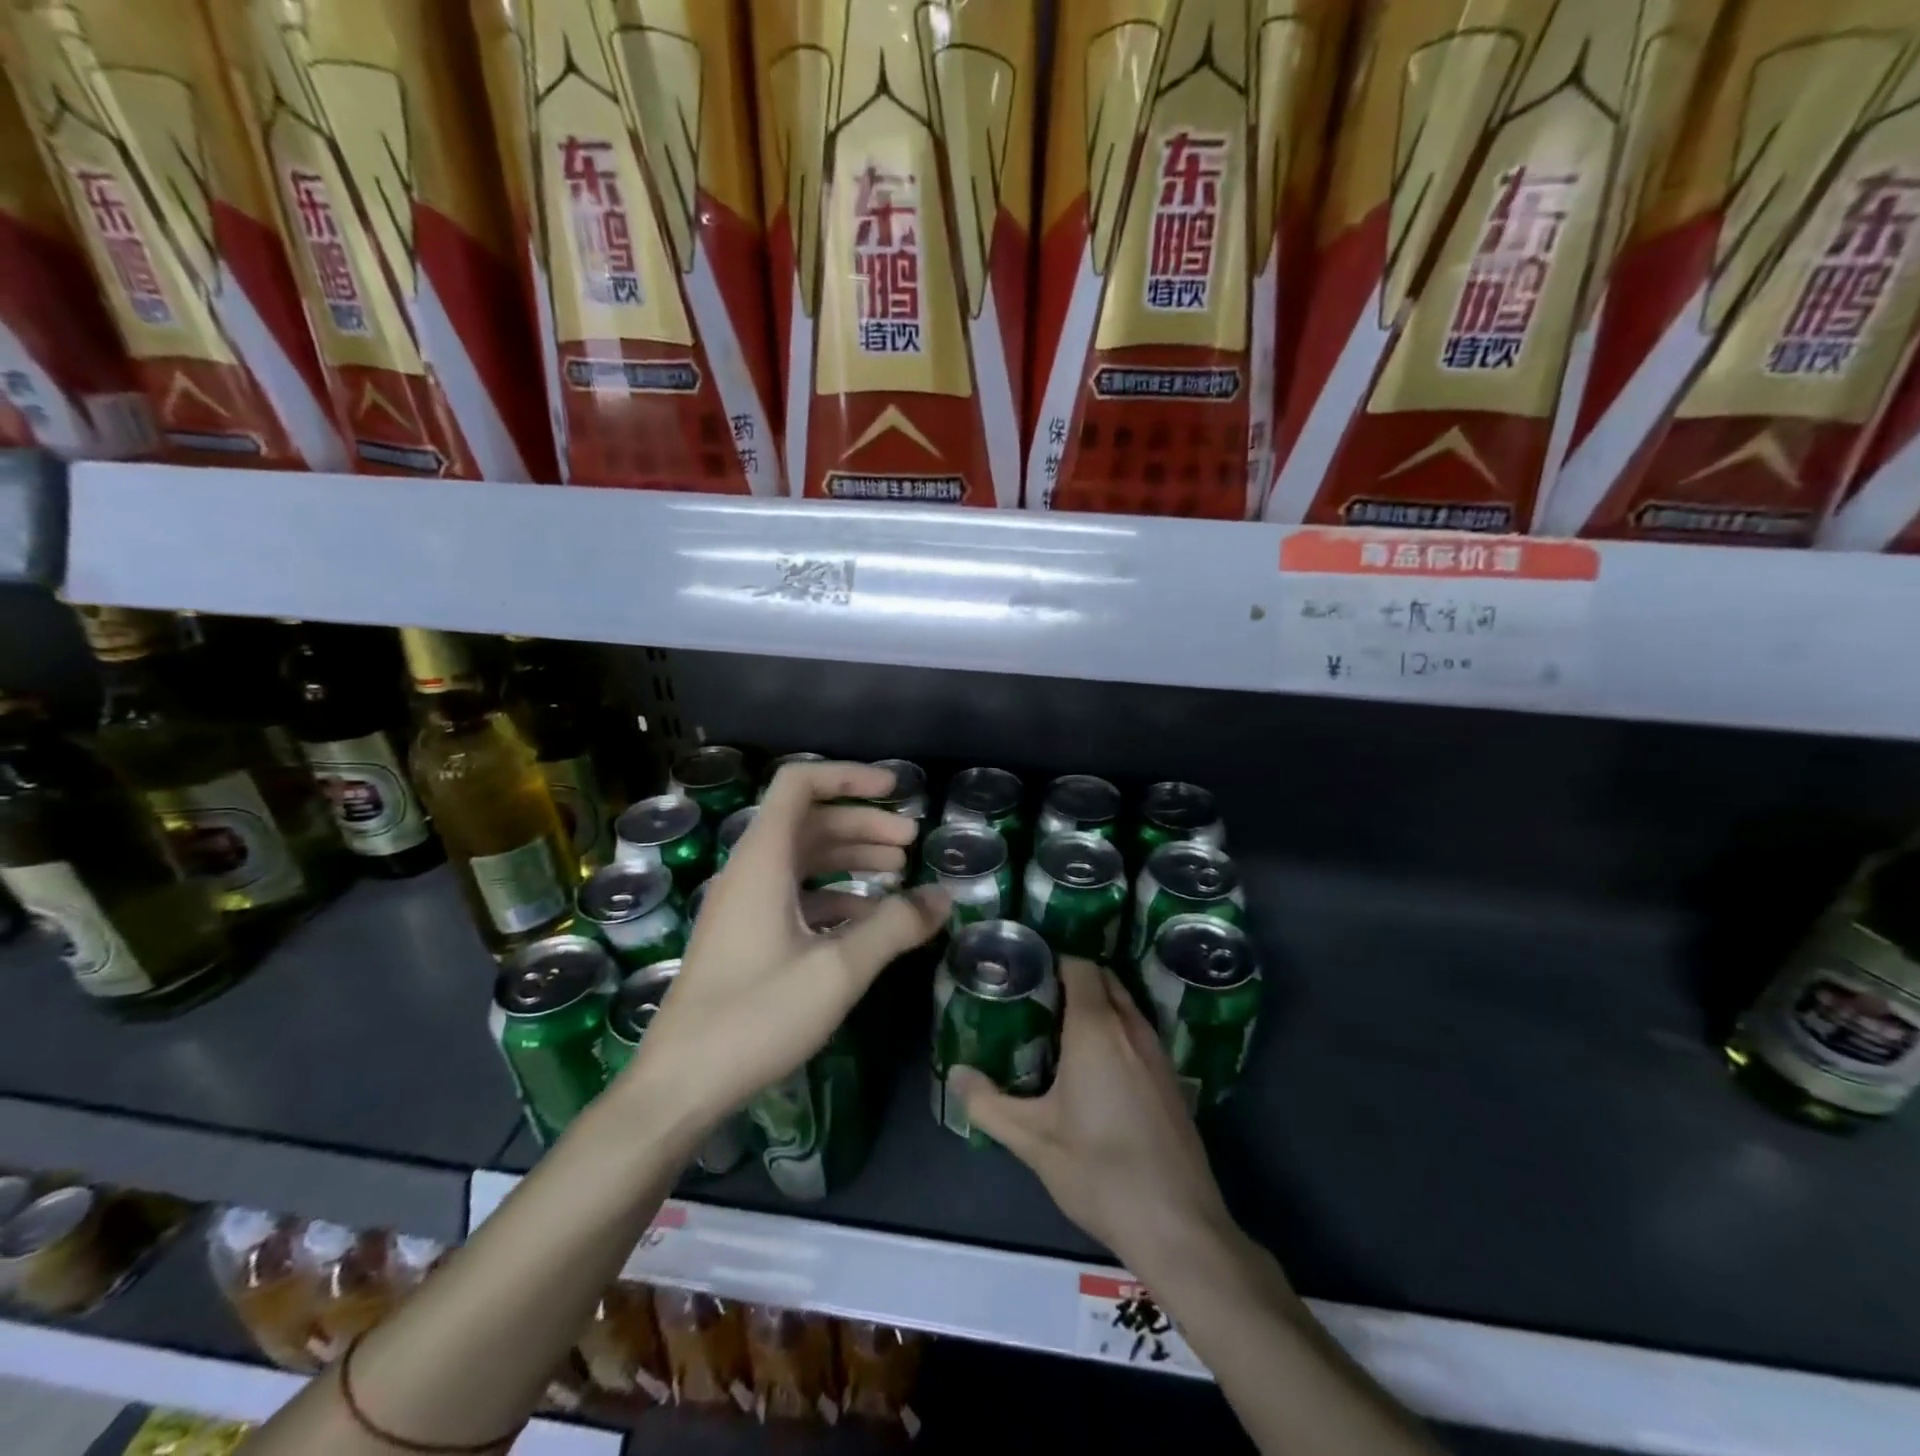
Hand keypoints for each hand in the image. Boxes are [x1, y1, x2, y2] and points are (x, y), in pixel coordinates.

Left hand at [622, 761, 947, 1137]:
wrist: (680, 1086)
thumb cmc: (756, 1017)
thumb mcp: (838, 969)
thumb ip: (895, 926)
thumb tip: (943, 896)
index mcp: (763, 860)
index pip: (800, 784)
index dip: (849, 776)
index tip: (896, 790)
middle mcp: (750, 871)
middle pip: (810, 821)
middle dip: (863, 824)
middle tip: (912, 842)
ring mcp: (744, 906)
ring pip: (804, 860)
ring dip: (851, 857)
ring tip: (899, 872)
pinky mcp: (745, 937)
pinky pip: (795, 896)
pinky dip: (835, 895)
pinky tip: (868, 920)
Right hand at [956, 958, 1233, 1274]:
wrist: (1177, 1224)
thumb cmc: (1099, 1170)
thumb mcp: (1032, 1139)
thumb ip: (987, 1103)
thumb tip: (955, 1074)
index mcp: (1096, 1028)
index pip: (1080, 966)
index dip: (1053, 961)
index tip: (1025, 973)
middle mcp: (1131, 1028)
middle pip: (1105, 979)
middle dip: (1074, 979)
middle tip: (1037, 999)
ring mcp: (1158, 1053)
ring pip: (1125, 1005)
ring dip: (1098, 1004)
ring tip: (1060, 1028)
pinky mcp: (1172, 1079)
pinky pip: (1139, 1032)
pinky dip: (1117, 1030)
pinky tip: (1097, 1067)